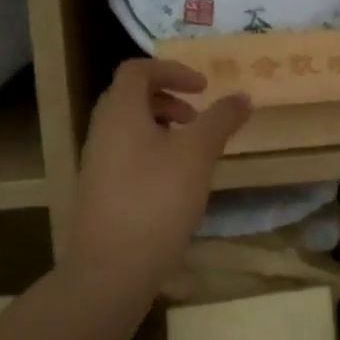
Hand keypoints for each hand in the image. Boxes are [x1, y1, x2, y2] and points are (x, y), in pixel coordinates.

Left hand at [68, 59, 250, 302]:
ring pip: (129, 129)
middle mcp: (102, 132)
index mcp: (120, 114)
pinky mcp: (100, 192)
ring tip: (192, 152)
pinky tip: (177, 184)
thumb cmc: (156, 201)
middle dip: (168, 99)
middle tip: (198, 117)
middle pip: (130, 97)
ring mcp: (97, 164)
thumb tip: (242, 97)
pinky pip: (127, 156)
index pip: (137, 70)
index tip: (204, 89)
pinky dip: (153, 153)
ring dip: (162, 127)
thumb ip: (221, 120)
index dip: (172, 70)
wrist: (111, 269)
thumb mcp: (198, 155)